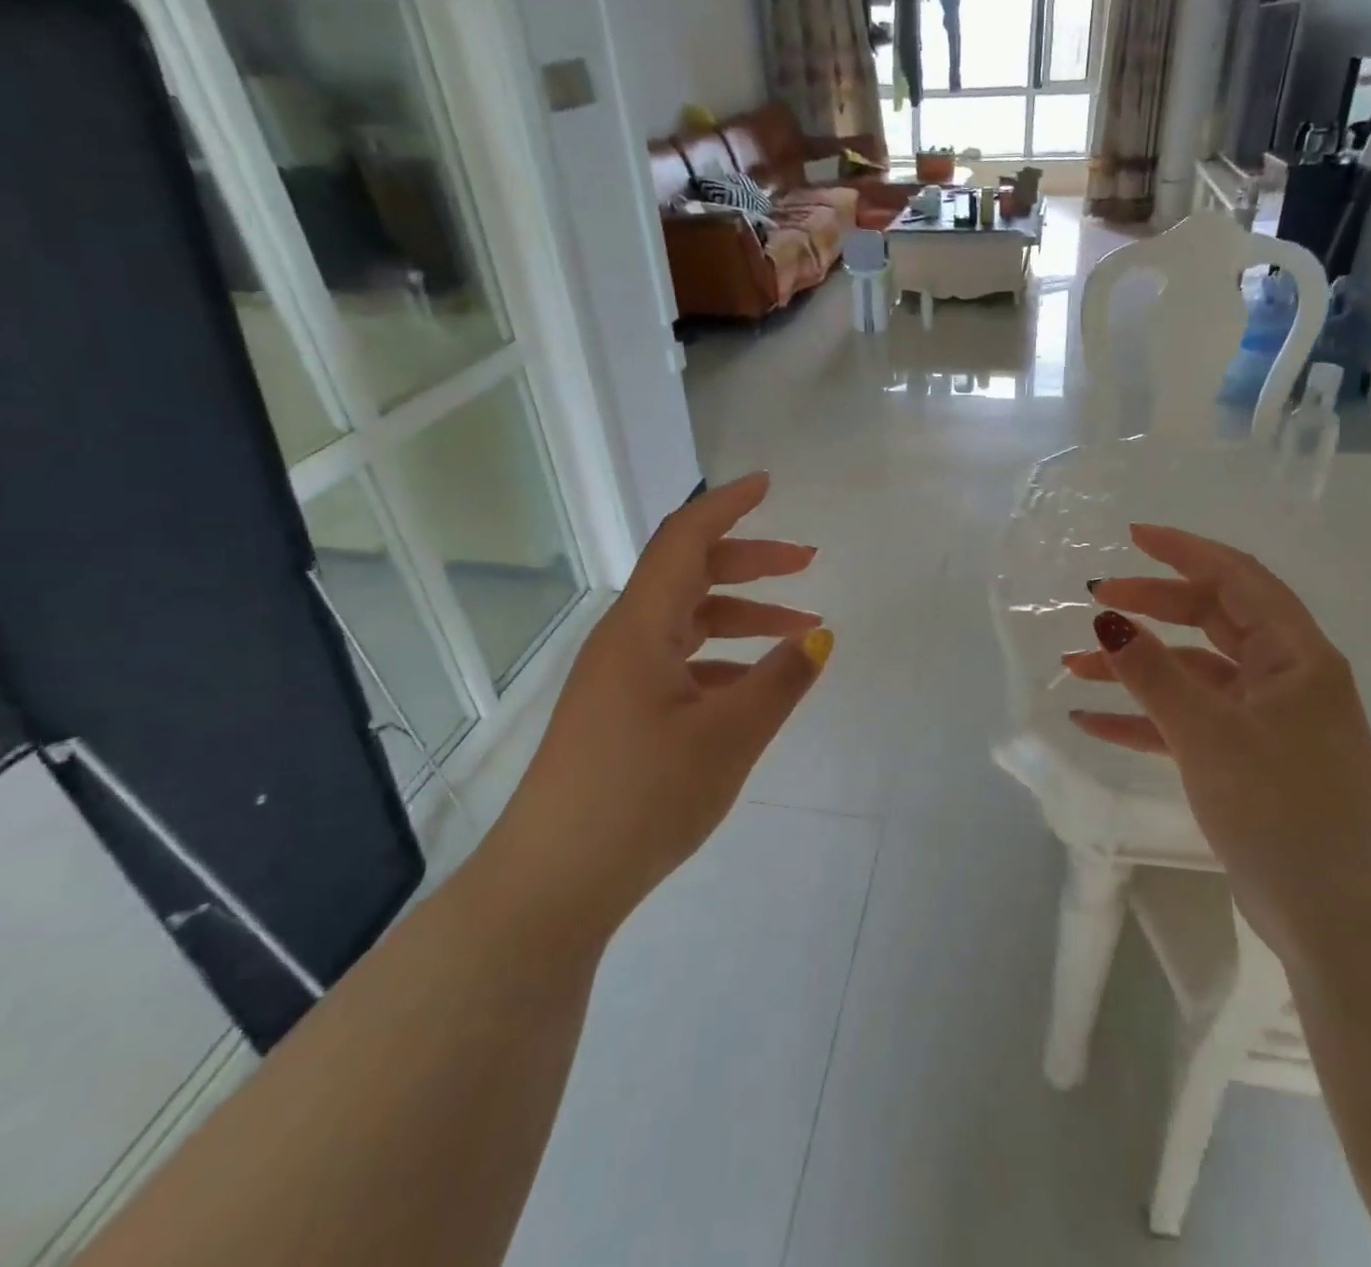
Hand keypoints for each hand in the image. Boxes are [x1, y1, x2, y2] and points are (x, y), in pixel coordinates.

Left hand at [482, 473, 830, 943]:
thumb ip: (778, 682)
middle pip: (690, 575)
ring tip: (800, 629)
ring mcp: (618, 678)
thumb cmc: (640, 799)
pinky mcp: (620, 712)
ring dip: (742, 616)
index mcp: (640, 629)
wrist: (552, 885)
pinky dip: (722, 660)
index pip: (684, 540)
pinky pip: (678, 663)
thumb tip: (818, 637)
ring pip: (687, 622)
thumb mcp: (727, 738)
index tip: (767, 485)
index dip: (727, 505)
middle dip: (750, 562)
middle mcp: (624, 640)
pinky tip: (754, 686)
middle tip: (807, 562)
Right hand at [1065, 524, 1370, 963]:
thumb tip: (1108, 618)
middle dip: (1152, 607)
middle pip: (1212, 620)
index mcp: (1295, 656)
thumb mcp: (1208, 733)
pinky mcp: (1249, 760)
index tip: (1132, 537)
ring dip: (1136, 668)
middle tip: (1096, 600)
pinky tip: (1093, 722)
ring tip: (1074, 666)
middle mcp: (1285, 677)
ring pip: (1193, 673)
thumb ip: (1153, 673)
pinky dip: (1145, 718)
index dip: (1184, 551)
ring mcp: (1267, 721)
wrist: (1342, 921)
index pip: (1237, 578)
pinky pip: (1189, 722)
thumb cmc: (1284, 810)